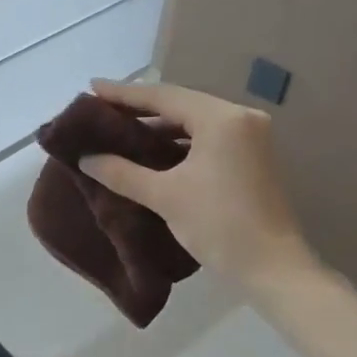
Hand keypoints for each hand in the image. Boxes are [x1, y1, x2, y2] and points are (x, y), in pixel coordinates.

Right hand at [81, 80, 318, 290]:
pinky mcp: (252, 157)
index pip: (164, 96)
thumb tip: (85, 158)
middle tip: (102, 111)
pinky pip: (207, 138)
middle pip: (181, 104)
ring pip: (194, 122)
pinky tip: (152, 151)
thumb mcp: (164, 196)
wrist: (272, 268)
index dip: (124, 94)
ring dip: (159, 127)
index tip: (92, 88)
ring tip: (121, 131)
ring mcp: (251, 137)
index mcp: (221, 118)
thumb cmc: (218, 224)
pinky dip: (178, 142)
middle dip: (140, 109)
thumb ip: (121, 172)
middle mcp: (240, 118)